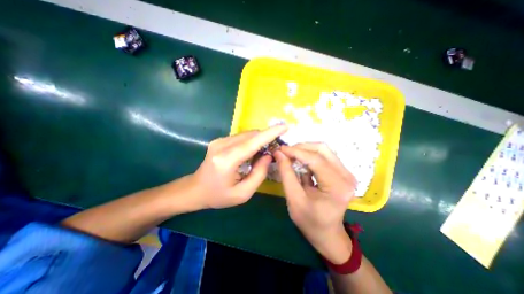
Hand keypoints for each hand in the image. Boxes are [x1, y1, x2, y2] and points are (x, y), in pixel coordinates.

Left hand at [191, 125, 286, 209]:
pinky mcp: (220, 140)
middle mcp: (222, 146)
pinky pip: (241, 137)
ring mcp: (219, 141)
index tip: (284, 127)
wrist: (196, 189)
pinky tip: (254, 152)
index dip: (270, 133)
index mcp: (226, 160)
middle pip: (251, 135)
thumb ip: (259, 174)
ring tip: (266, 151)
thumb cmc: (219, 195)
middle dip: (267, 137)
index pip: (253, 142)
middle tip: (277, 147)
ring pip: (247, 134)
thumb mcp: (243, 193)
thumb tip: (268, 155)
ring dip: (259, 139)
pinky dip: (252, 141)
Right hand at [274, 142, 355, 263]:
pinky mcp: (342, 172)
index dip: (296, 151)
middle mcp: (346, 176)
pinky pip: (324, 156)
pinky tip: (300, 162)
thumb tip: (279, 153)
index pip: (316, 159)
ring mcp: (346, 173)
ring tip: (291, 156)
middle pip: (322, 149)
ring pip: (323, 150)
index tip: (280, 149)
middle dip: (301, 148)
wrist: (327, 233)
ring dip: (305, 150)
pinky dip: (310, 156)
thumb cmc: (310, 221)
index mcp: (337, 186)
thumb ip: (286, 174)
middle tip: (285, 153)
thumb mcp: (294, 199)